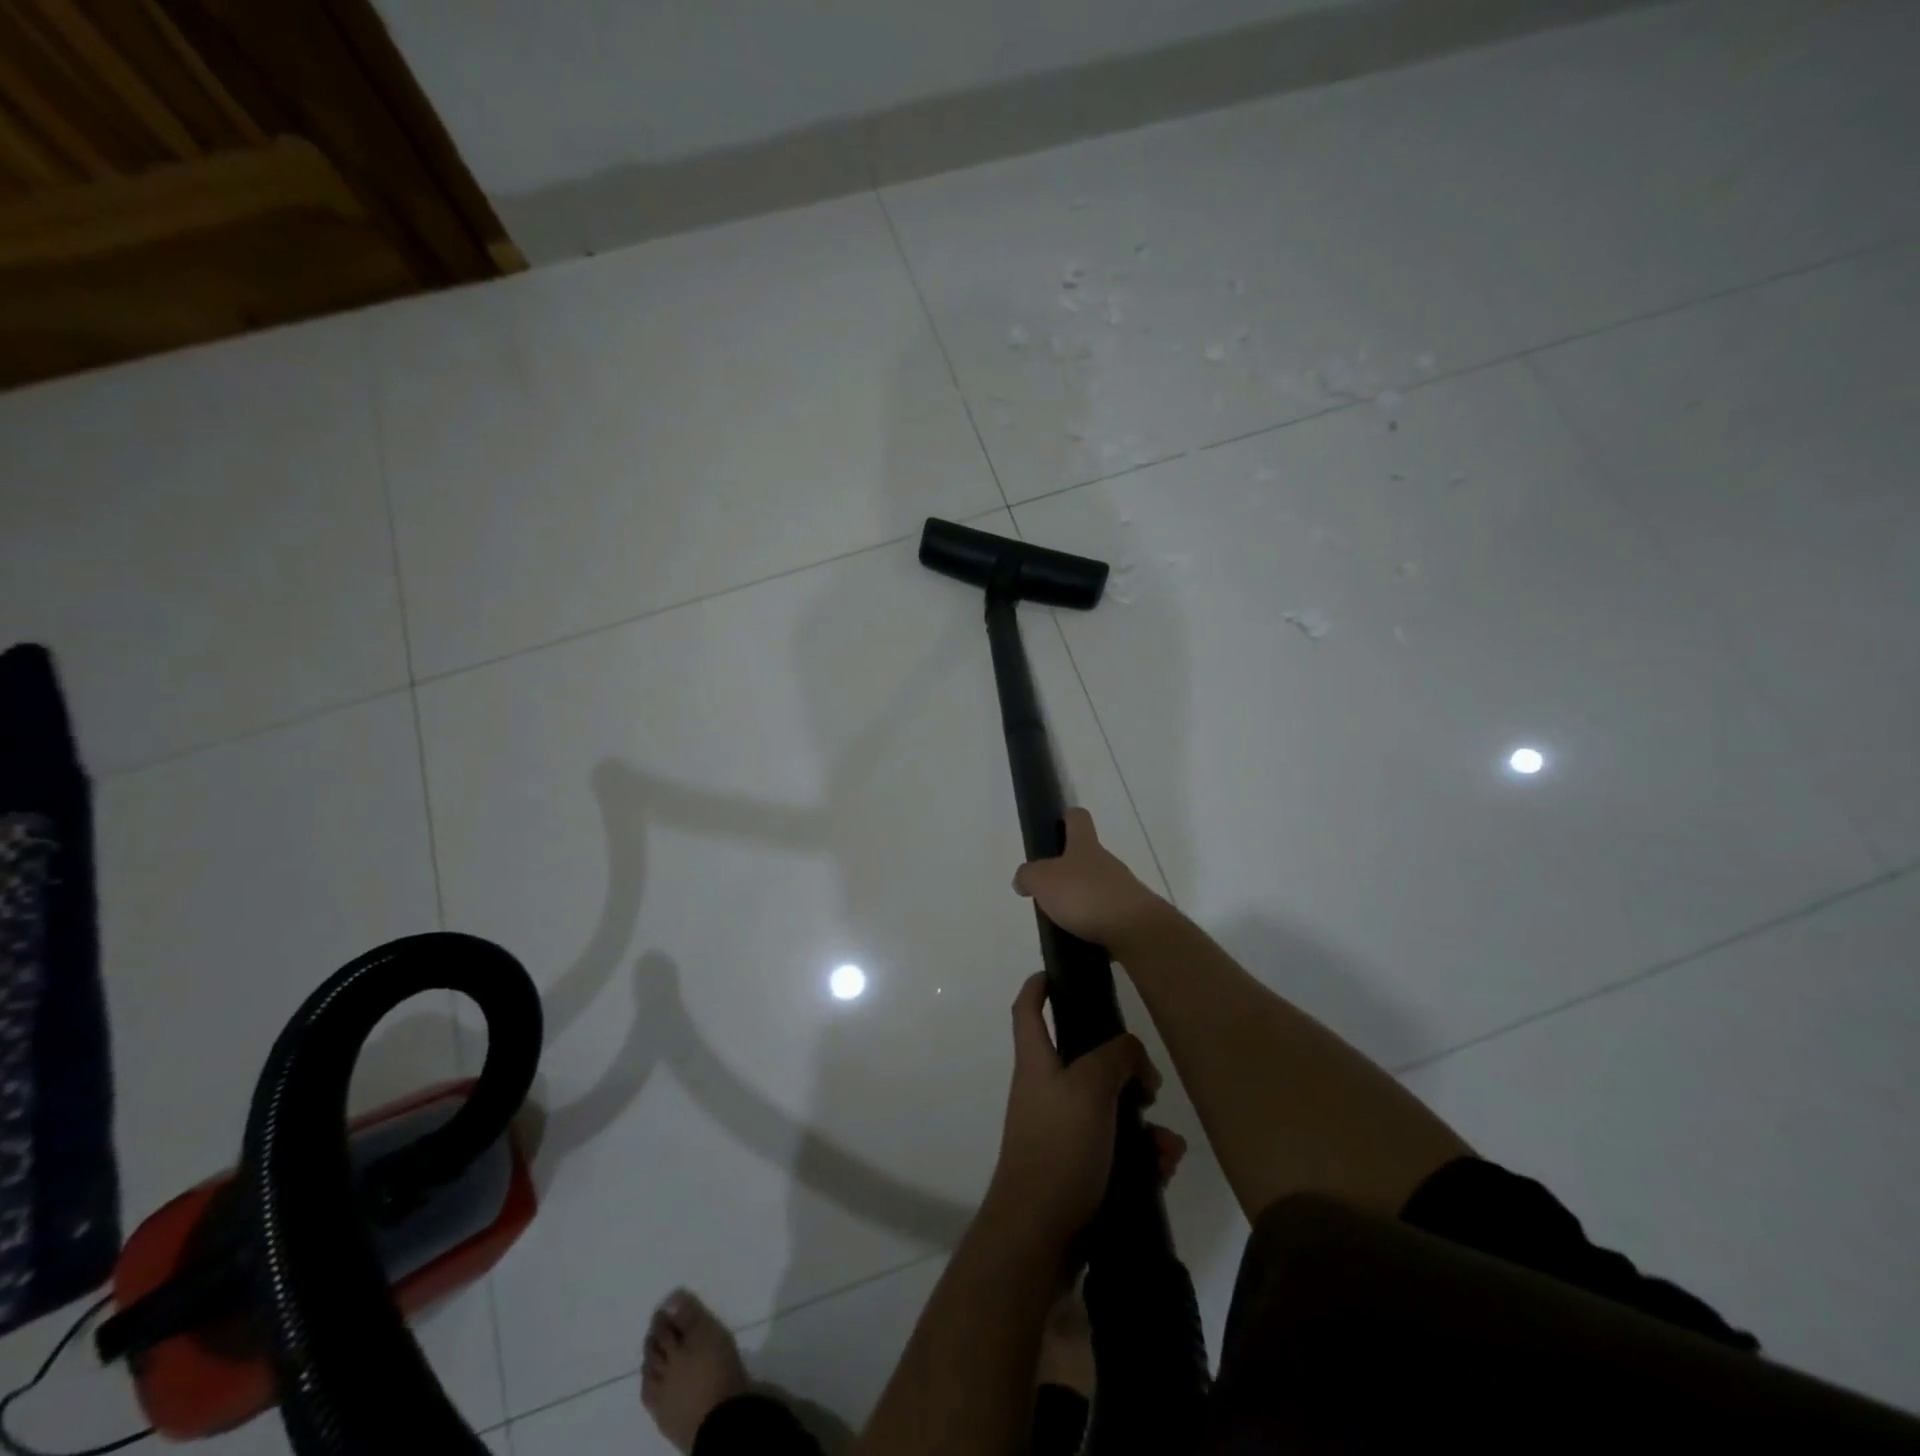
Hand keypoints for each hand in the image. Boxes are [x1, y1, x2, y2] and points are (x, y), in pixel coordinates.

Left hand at [986, 973, 1182, 1249]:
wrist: (1040, 1236)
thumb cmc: (1059, 1147)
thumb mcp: (1090, 1087)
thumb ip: (1115, 1057)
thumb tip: (1132, 1054)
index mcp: (1037, 1061)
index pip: (1029, 1009)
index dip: (1040, 986)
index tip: (1058, 973)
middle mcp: (1046, 1090)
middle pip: (1084, 1059)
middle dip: (1123, 1067)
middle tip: (1149, 1080)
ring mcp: (1062, 1130)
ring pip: (1110, 1108)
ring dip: (1143, 1121)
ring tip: (1167, 1143)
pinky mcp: (1080, 1167)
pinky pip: (1118, 1148)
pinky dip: (1143, 1155)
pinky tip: (1165, 1168)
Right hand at [1012, 808, 1167, 950]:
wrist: (1135, 930)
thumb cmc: (1085, 895)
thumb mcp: (1042, 880)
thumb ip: (1027, 876)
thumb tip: (1023, 880)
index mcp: (1085, 846)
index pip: (1078, 818)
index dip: (1067, 817)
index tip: (1056, 824)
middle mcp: (1106, 862)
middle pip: (1086, 856)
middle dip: (1067, 870)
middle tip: (1046, 889)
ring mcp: (1122, 888)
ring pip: (1096, 886)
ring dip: (1080, 899)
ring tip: (1060, 920)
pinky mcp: (1131, 915)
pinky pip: (1106, 914)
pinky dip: (1092, 922)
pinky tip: (1079, 937)